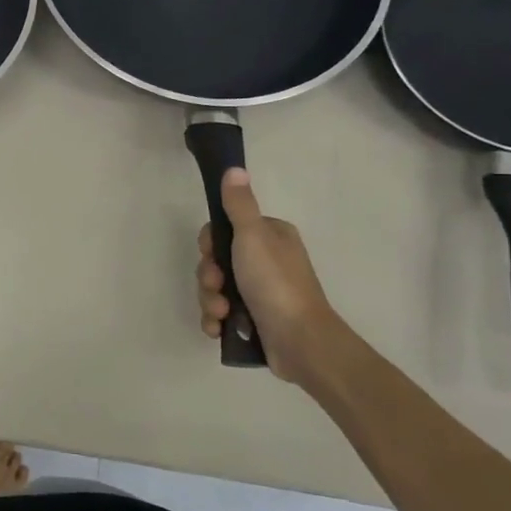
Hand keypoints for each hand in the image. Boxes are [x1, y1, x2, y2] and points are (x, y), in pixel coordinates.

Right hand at [196, 168, 350, 387]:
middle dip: (209, 277)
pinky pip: (222, 314)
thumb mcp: (253, 236)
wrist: (301, 341)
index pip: (224, 230)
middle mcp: (266, 261)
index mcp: (270, 237)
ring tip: (222, 313)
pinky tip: (219, 328)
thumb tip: (234, 169)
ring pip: (216, 289)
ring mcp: (260, 292)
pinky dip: (216, 320)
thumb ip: (239, 204)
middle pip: (216, 261)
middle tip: (217, 286)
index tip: (211, 254)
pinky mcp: (255, 319)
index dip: (210, 244)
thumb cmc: (276, 283)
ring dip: (210, 301)